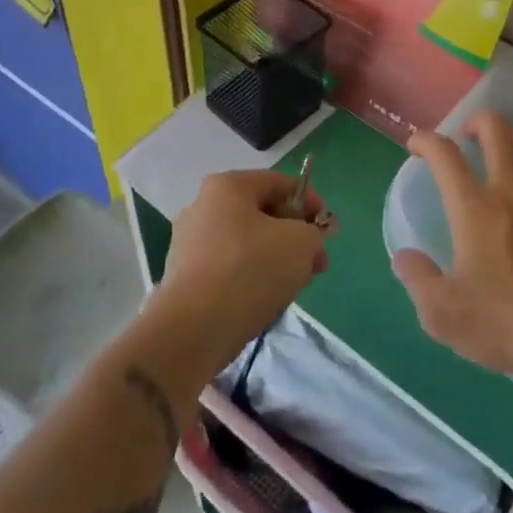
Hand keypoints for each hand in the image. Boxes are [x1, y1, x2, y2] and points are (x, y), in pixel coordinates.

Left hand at [155, 170, 333, 376]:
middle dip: (295, 235)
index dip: (310, 201)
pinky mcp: (185, 277)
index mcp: (227, 186)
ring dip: (277, 258)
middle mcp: (202, 206)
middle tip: (317, 261)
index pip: (278, 183)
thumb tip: (313, 233)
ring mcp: (189, 243)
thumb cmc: (250, 270)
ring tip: (297, 284)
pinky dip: (252, 276)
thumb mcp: (300, 243)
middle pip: (262, 214)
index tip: (327, 228)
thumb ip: (315, 231)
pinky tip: (268, 298)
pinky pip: (229, 267)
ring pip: (247, 242)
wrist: (193, 330)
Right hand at [394, 111, 512, 378]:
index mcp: (474, 209)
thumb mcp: (444, 314)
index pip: (445, 155)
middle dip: (478, 122)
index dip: (426, 140)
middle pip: (497, 130)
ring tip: (508, 155)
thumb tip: (404, 257)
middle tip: (468, 137)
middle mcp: (512, 192)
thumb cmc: (506, 322)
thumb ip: (418, 280)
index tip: (416, 146)